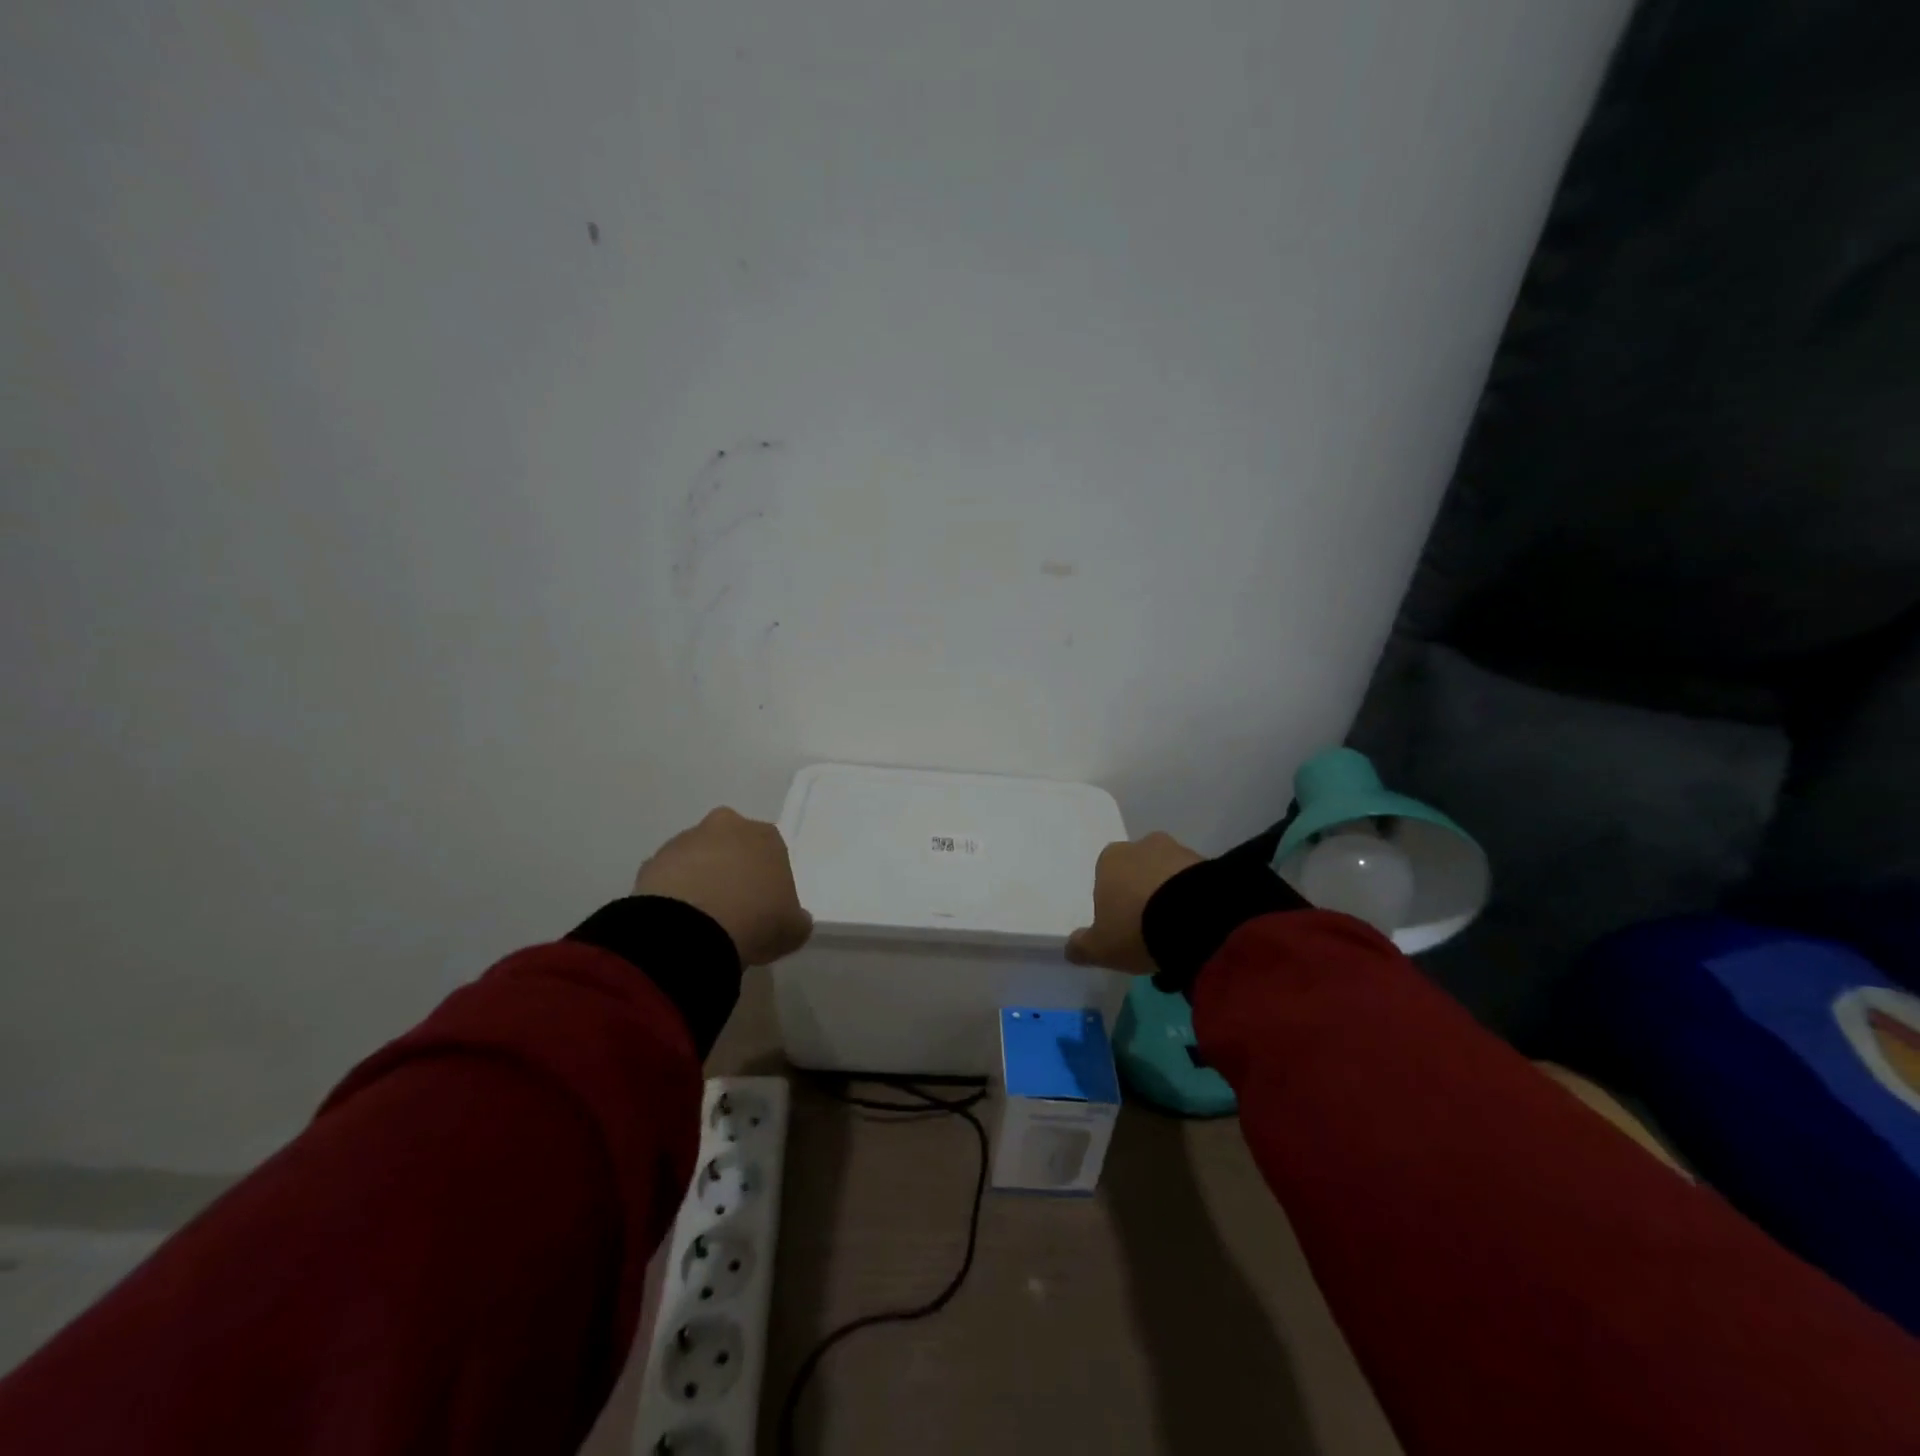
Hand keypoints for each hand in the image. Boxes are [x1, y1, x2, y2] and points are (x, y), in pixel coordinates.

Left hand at [634, 808, 812, 966]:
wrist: (690, 930)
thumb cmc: (755, 920)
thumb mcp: (793, 929)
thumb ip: (795, 919)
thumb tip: (792, 918)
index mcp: (766, 836)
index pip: (772, 852)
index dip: (768, 881)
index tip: (764, 908)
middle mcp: (726, 827)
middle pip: (732, 846)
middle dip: (731, 870)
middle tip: (732, 909)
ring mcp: (685, 841)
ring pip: (697, 859)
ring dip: (700, 881)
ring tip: (701, 922)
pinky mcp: (652, 862)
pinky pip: (668, 878)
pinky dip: (673, 895)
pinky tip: (678, 924)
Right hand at [1065, 832, 1203, 974]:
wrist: (1195, 918)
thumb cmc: (1135, 928)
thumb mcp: (1100, 948)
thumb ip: (1082, 946)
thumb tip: (1069, 948)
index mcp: (1109, 859)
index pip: (1106, 876)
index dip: (1113, 901)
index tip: (1122, 926)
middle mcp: (1141, 845)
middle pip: (1137, 871)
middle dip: (1142, 893)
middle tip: (1150, 928)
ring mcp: (1176, 850)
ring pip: (1167, 874)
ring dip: (1170, 894)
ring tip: (1177, 930)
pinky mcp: (1207, 862)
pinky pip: (1193, 882)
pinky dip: (1193, 898)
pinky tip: (1196, 924)